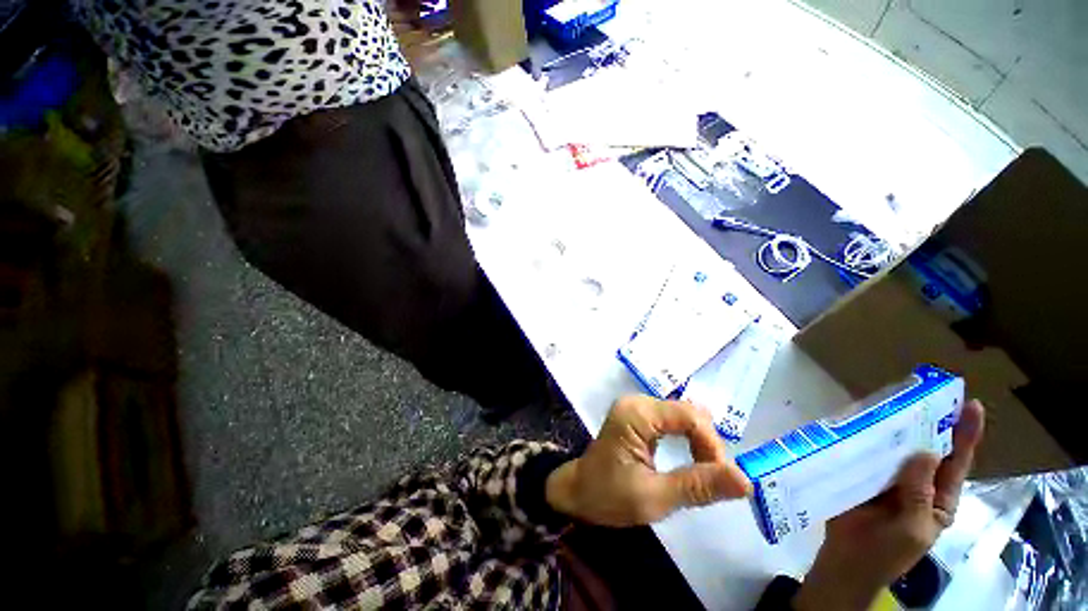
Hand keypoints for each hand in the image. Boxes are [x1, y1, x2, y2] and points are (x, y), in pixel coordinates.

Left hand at [545, 395, 751, 526]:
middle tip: (709, 479)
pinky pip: (674, 421)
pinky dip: (687, 440)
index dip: (712, 444)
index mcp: (637, 413)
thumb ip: (698, 486)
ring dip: (699, 443)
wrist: (578, 492)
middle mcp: (638, 402)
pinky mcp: (639, 416)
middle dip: (707, 444)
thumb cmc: (608, 496)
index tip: (720, 478)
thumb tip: (746, 480)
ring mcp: (638, 407)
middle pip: (689, 413)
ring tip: (700, 472)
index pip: (690, 416)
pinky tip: (688, 459)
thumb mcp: (654, 498)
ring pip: (684, 416)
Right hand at [794, 399, 985, 610]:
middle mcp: (915, 482)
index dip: (965, 435)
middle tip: (924, 394)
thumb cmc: (887, 552)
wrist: (845, 560)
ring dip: (894, 427)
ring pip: (895, 448)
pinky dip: (865, 436)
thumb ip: (920, 494)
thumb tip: (926, 452)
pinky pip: (866, 452)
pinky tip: (858, 421)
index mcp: (937, 498)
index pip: (956, 463)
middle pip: (926, 448)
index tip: (970, 405)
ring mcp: (886, 477)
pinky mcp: (860, 473)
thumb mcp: (912, 529)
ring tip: (892, 401)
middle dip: (928, 422)